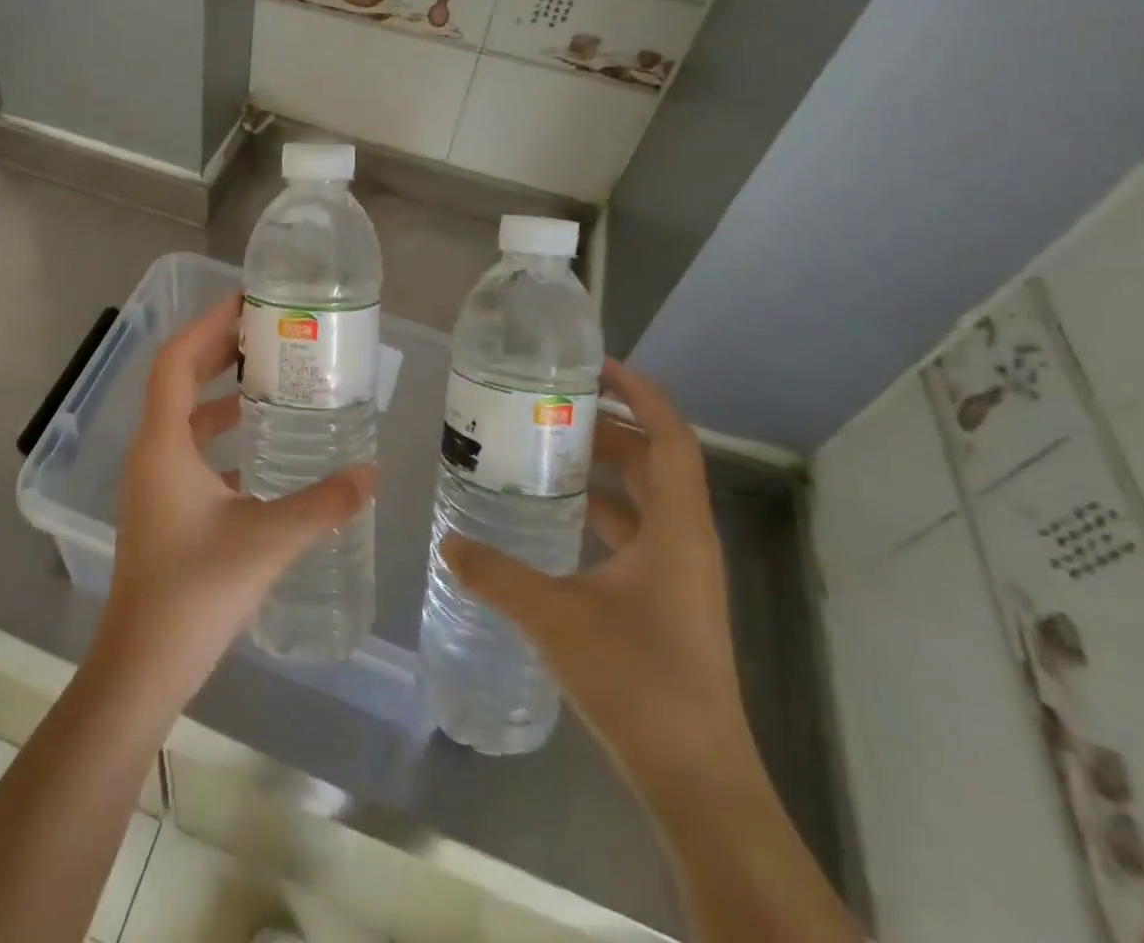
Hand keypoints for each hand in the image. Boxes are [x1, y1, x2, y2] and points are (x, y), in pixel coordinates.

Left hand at [92, 291, 375, 700]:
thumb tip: (371, 473)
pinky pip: (190, 451)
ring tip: (269, 379)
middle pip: (178, 381)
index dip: (207, 325)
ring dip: (219, 393)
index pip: (176, 361)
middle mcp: (151, 453)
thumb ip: (322, 504)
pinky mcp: (162, 507)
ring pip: (184, 418)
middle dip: (217, 350)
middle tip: (266, 331)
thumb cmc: (194, 593)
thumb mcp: (266, 540)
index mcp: (163, 444)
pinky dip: (220, 435)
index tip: (245, 301)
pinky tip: (260, 449)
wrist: (142, 665)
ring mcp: (153, 482)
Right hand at [441, 358, 751, 791]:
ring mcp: (679, 574)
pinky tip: (555, 519)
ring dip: (603, 471)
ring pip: (644, 499)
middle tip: (550, 407)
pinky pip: (635, 534)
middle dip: (608, 428)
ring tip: (545, 451)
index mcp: (676, 530)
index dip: (641, 395)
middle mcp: (685, 541)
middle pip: (655, 462)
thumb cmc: (638, 681)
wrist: (696, 778)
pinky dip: (600, 512)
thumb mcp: (555, 618)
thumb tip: (447, 540)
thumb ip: (497, 574)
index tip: (597, 366)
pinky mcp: (666, 601)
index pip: (671, 439)